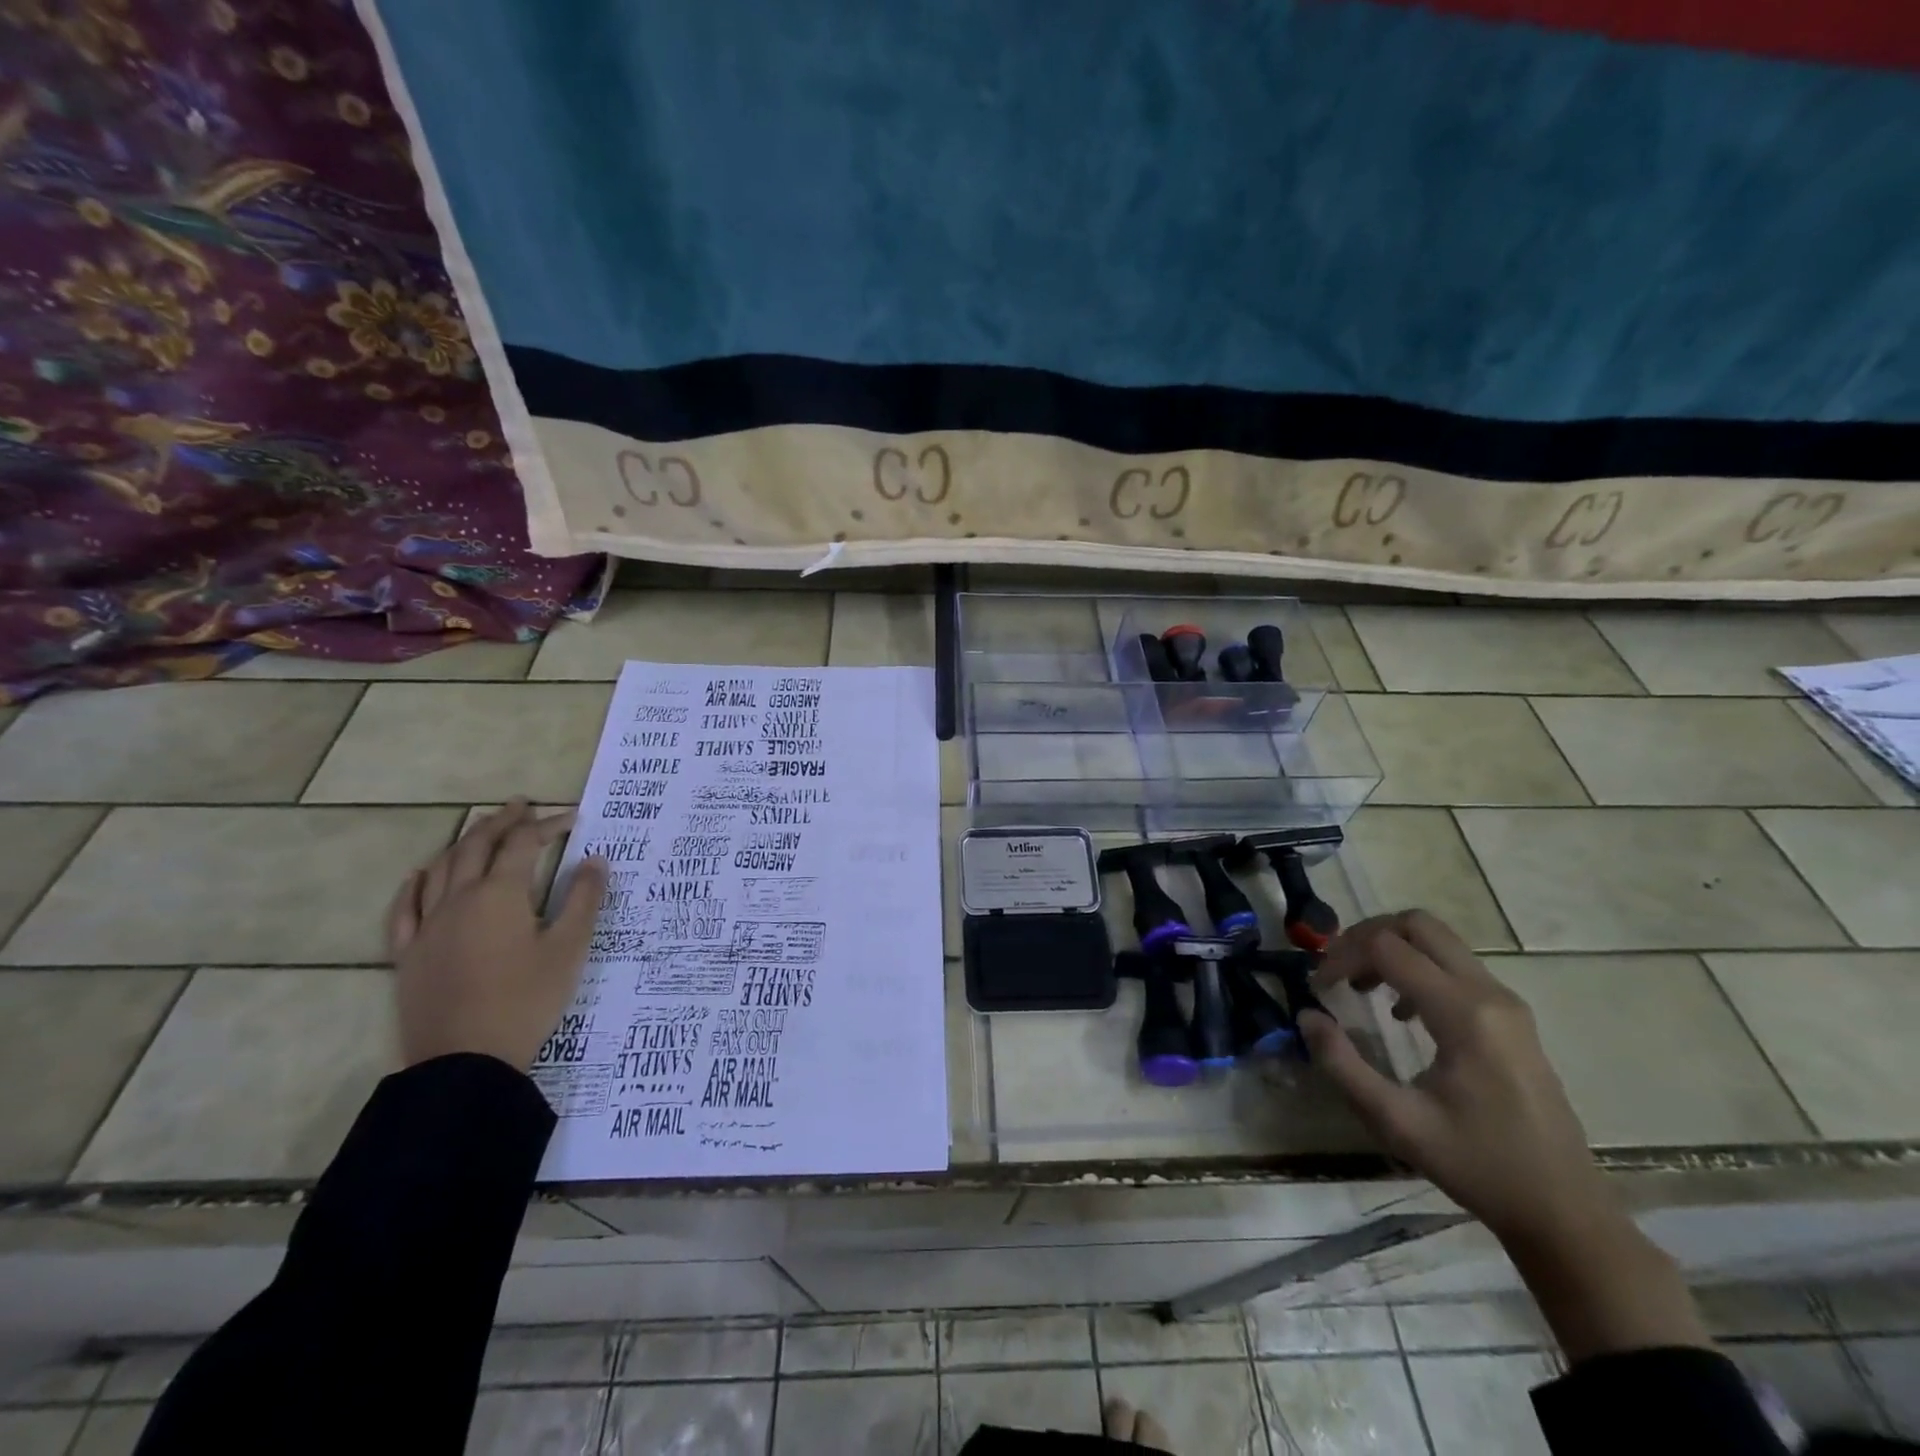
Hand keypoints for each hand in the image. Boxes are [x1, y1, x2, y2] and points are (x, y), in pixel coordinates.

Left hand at [386, 800, 608, 1071]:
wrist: (465, 1061)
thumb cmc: (526, 1000)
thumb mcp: (569, 949)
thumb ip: (583, 900)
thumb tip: (595, 860)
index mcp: (500, 894)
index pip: (523, 844)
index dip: (547, 825)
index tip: (572, 817)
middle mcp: (458, 899)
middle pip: (476, 846)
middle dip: (501, 822)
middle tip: (520, 806)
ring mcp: (427, 926)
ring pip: (440, 869)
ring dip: (462, 842)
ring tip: (480, 830)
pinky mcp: (408, 954)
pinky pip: (404, 908)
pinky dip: (415, 884)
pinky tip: (421, 875)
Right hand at [1302, 910, 1712, 1361]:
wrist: (1568, 1214)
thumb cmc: (1479, 1169)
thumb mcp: (1397, 1122)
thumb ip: (1344, 1064)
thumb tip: (1305, 1016)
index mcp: (1463, 1011)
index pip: (1390, 945)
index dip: (1341, 953)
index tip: (1314, 983)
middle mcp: (1490, 994)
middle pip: (1420, 924)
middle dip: (1366, 935)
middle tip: (1335, 972)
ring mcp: (1507, 1006)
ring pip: (1439, 943)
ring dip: (1392, 953)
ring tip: (1362, 993)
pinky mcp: (1513, 1023)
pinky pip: (1455, 970)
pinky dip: (1418, 972)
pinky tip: (1404, 1015)